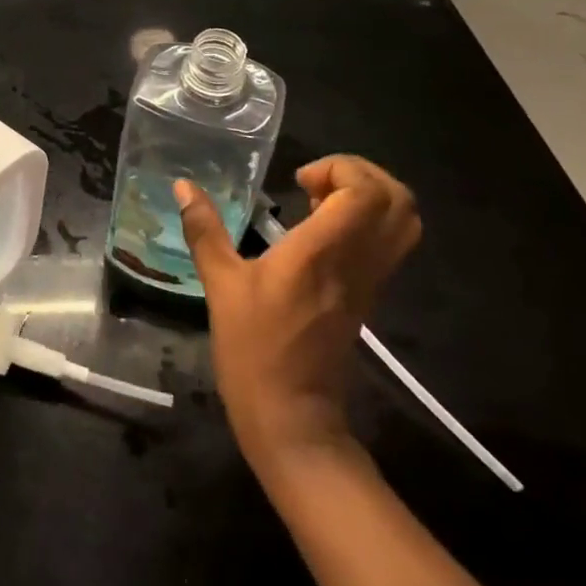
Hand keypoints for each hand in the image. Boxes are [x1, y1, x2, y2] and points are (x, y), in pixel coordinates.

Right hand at [175, 155, 419, 481]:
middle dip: (361, 174)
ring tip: (321, 200)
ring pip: (402, 223)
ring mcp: (370, 280)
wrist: (293, 417)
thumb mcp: (221, 286)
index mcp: (323, 252)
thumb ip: (204, 230)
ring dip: (369, 197)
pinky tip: (321, 230)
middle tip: (316, 181)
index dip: (341, 168)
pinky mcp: (368, 296)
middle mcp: (357, 261)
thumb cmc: (253, 349)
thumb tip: (183, 186)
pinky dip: (368, 222)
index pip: (366, 192)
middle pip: (398, 200)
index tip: (300, 178)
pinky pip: (388, 244)